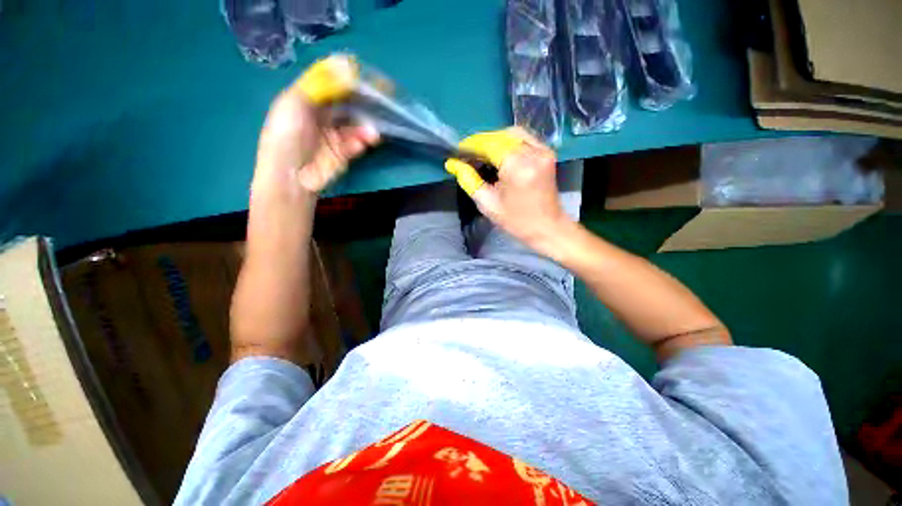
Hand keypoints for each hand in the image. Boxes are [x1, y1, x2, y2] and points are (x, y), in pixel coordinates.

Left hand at [253, 55, 378, 195]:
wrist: (291, 176)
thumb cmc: (286, 136)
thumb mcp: (294, 103)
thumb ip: (319, 84)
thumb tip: (345, 64)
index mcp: (307, 100)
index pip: (332, 85)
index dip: (348, 80)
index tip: (366, 78)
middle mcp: (322, 116)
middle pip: (347, 105)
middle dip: (363, 104)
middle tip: (380, 103)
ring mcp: (334, 136)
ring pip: (355, 125)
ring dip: (365, 127)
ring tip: (372, 132)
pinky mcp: (343, 154)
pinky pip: (356, 144)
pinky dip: (362, 142)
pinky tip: (365, 142)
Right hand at [446, 127, 570, 251]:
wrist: (547, 227)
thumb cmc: (516, 221)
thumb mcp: (487, 204)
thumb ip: (469, 180)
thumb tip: (453, 164)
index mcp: (517, 167)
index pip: (489, 144)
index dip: (471, 145)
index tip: (457, 152)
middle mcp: (532, 152)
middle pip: (500, 136)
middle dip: (481, 143)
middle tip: (467, 156)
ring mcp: (543, 150)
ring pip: (512, 134)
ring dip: (493, 141)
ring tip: (480, 155)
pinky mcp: (547, 152)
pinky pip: (523, 138)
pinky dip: (507, 143)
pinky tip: (498, 155)